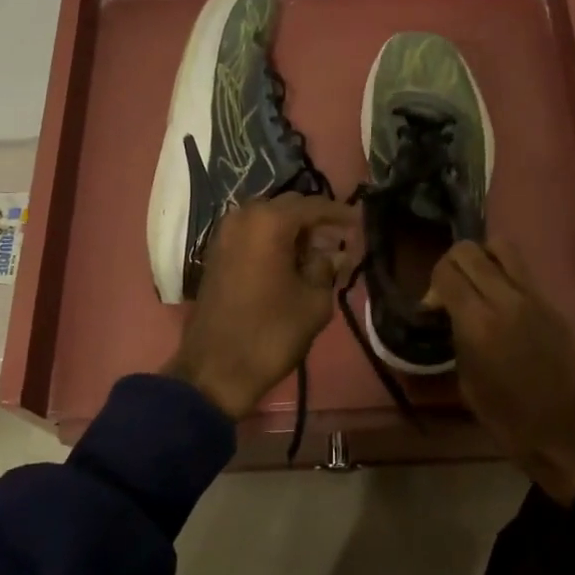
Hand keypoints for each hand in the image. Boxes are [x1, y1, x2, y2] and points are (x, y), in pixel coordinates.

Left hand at [164, 194, 356, 420]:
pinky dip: (273, 240)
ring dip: (293, 231)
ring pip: (268, 219)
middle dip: (315, 221)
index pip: (313, 206)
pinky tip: (291, 260)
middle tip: (340, 239)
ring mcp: (224, 234)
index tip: (360, 223)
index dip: (339, 214)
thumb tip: (334, 255)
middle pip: (288, 207)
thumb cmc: (271, 333)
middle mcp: (243, 217)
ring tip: (318, 252)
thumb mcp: (313, 301)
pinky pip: (251, 234)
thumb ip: (327, 268)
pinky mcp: (215, 253)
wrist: (215, 369)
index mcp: (269, 222)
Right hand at [428, 241, 574, 504]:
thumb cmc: (511, 421)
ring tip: (478, 286)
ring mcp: (535, 296)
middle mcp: (506, 298)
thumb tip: (451, 314)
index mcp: (479, 323)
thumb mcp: (468, 382)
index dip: (433, 284)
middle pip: (469, 250)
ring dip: (482, 258)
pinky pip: (522, 270)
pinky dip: (504, 273)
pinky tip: (501, 301)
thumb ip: (457, 337)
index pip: (446, 272)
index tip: (433, 308)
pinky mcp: (553, 303)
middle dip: (452, 264)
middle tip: (451, 293)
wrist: (571, 435)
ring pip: (501, 247)